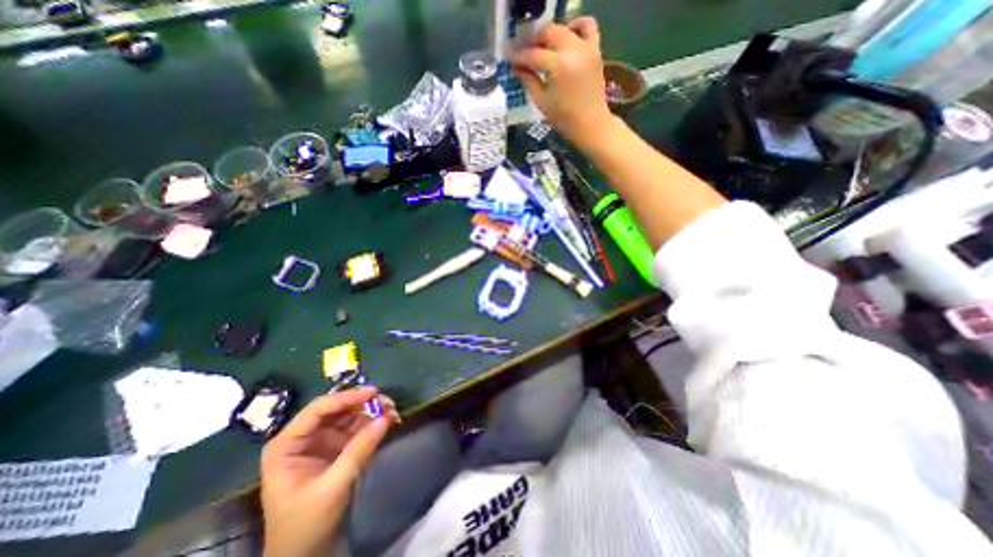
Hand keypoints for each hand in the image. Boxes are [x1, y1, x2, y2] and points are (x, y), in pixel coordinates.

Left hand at [261, 387, 397, 555]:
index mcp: (287, 444)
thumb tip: (387, 417)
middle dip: (362, 403)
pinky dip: (371, 423)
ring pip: (348, 416)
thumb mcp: (333, 486)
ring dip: (370, 411)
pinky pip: (355, 428)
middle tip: (387, 401)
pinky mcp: (335, 449)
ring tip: (392, 409)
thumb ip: (359, 449)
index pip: (318, 409)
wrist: (304, 556)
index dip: (346, 397)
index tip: (373, 391)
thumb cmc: (306, 524)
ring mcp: (320, 442)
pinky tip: (387, 420)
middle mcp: (303, 437)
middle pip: (335, 409)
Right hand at [511, 17, 614, 145]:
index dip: (518, 56)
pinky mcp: (595, 49)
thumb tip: (515, 67)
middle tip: (522, 52)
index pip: (533, 54)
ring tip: (541, 47)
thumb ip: (528, 80)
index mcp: (558, 66)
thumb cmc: (564, 118)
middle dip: (532, 41)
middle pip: (547, 33)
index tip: (508, 57)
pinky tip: (565, 38)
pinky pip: (587, 26)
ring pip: (563, 28)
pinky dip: (575, 26)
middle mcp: (573, 50)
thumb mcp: (541, 101)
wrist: (590, 124)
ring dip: (549, 34)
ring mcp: (586, 47)